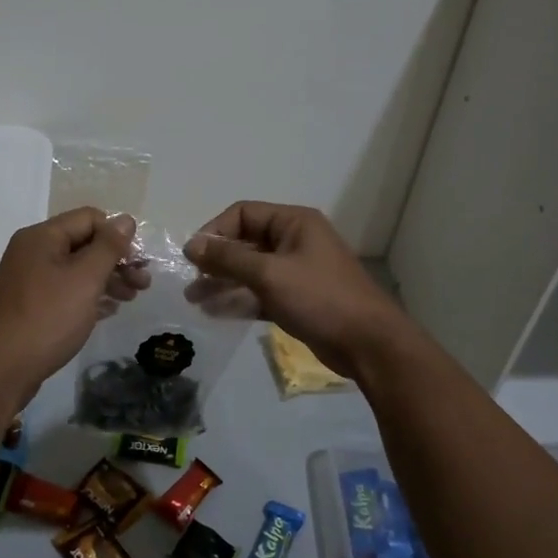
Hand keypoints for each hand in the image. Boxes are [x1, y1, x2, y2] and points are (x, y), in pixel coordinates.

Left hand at [0, 208, 138, 398]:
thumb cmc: (47, 318)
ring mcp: (29, 279)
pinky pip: (66, 290)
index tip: (138, 261)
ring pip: (76, 269)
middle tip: (143, 283)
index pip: (89, 218)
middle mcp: (33, 251)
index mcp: (42, 237)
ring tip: (131, 298)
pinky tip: (109, 310)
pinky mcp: (30, 305)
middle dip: (116, 260)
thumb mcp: (85, 279)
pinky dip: (89, 296)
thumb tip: (125, 220)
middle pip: (84, 243)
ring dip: (107, 278)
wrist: (0, 370)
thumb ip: (108, 247)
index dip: (117, 235)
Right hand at [184, 202, 410, 379]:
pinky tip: (215, 312)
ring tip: (194, 300)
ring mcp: (297, 271)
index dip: (215, 231)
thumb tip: (191, 245)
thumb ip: (228, 258)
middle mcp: (295, 241)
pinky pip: (261, 292)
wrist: (368, 344)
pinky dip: (240, 299)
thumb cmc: (319, 298)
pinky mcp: (297, 299)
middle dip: (216, 261)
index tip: (193, 256)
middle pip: (245, 242)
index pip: (243, 214)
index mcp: (294, 222)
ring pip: (251, 270)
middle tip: (190, 282)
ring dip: (223, 282)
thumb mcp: (269, 274)